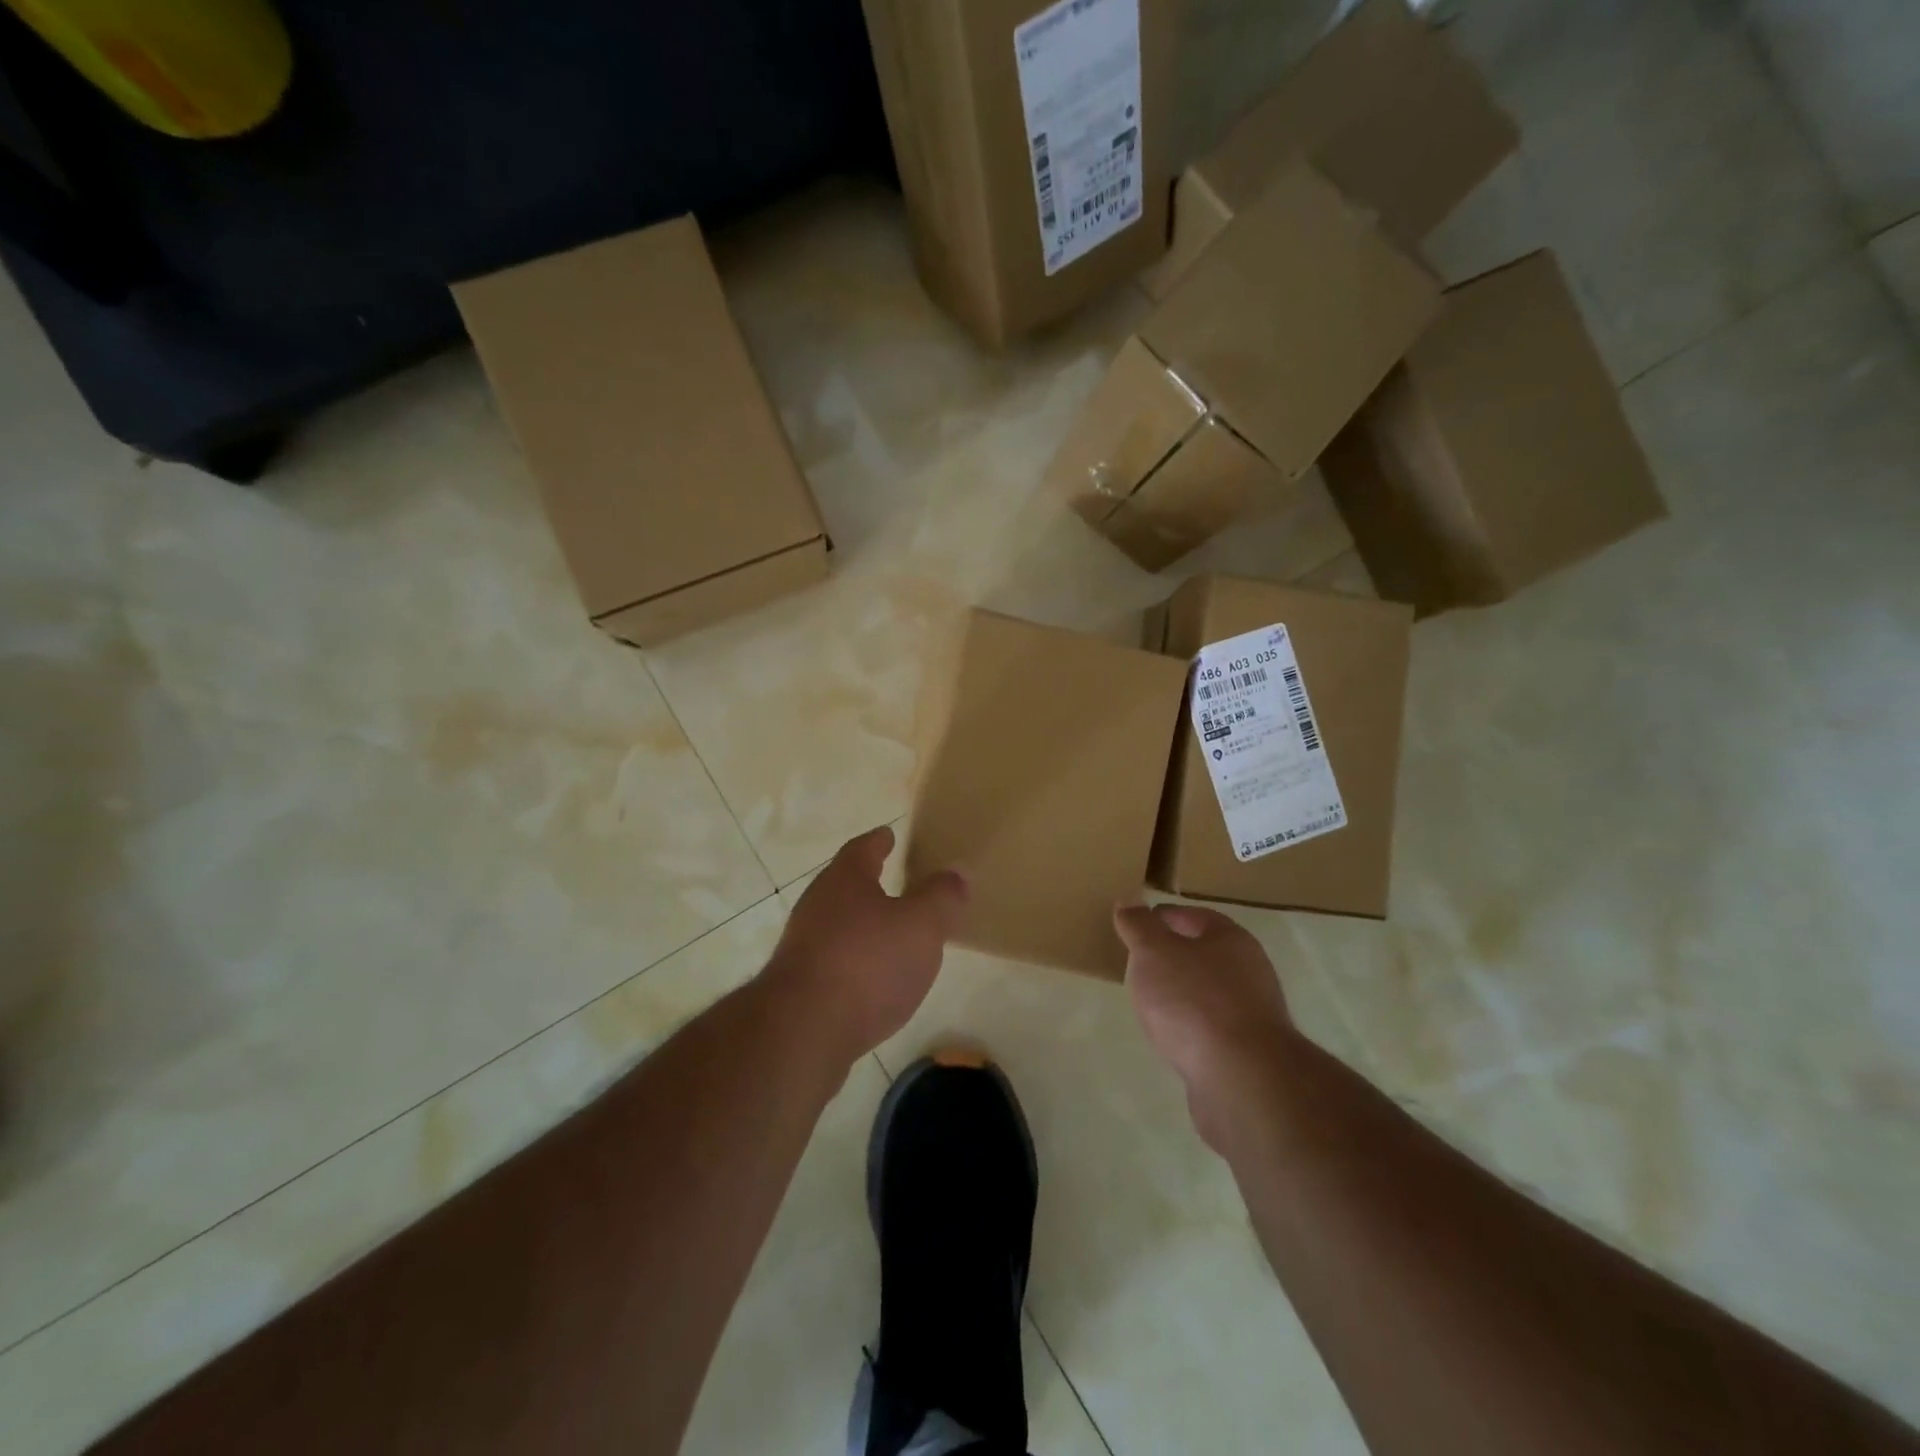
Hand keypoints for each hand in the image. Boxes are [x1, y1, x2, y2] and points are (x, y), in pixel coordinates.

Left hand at [764, 827, 967, 1065]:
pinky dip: (854, 961)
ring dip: (861, 925)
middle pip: (845, 885)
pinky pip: (833, 961)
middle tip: (894, 881)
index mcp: (845, 880)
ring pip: (837, 924)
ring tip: (890, 934)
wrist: (803, 1031)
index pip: (862, 849)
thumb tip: (956, 871)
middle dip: (869, 883)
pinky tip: (871, 980)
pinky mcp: (798, 986)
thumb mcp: (921, 925)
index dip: (878, 842)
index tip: (888, 834)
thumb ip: (941, 897)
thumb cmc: (868, 963)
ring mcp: (802, 946)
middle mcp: (817, 905)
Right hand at [1114, 903, 1295, 1151]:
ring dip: (1183, 995)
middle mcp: (1250, 972)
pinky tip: (1172, 1039)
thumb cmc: (1194, 1001)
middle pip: (1205, 955)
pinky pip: (1212, 1030)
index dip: (1163, 917)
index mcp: (1232, 939)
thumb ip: (1139, 926)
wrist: (1241, 1079)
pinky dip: (1191, 1029)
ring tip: (1150, 1003)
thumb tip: (1130, 900)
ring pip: (1209, 994)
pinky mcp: (1248, 1054)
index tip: (1136, 926)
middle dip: (1173, 957)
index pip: (1194, 916)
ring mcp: (1253, 1016)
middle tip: (1139, 964)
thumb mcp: (1154, 952)